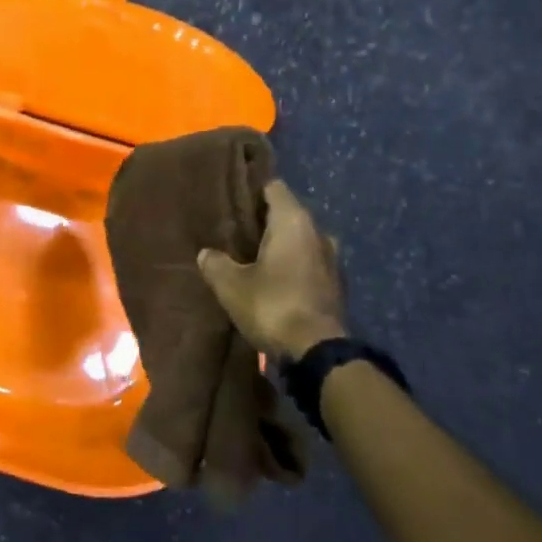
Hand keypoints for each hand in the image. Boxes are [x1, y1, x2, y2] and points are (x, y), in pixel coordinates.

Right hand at [197, 181, 345, 360]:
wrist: (318, 354)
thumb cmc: (273, 305)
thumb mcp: (231, 285)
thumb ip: (215, 263)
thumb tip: (206, 254)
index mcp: (293, 220)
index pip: (273, 187)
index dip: (251, 190)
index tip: (231, 199)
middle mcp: (317, 232)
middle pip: (287, 214)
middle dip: (263, 221)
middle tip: (234, 230)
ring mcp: (331, 259)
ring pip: (299, 240)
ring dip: (279, 246)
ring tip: (251, 256)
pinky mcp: (335, 286)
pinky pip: (308, 263)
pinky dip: (292, 266)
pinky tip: (272, 280)